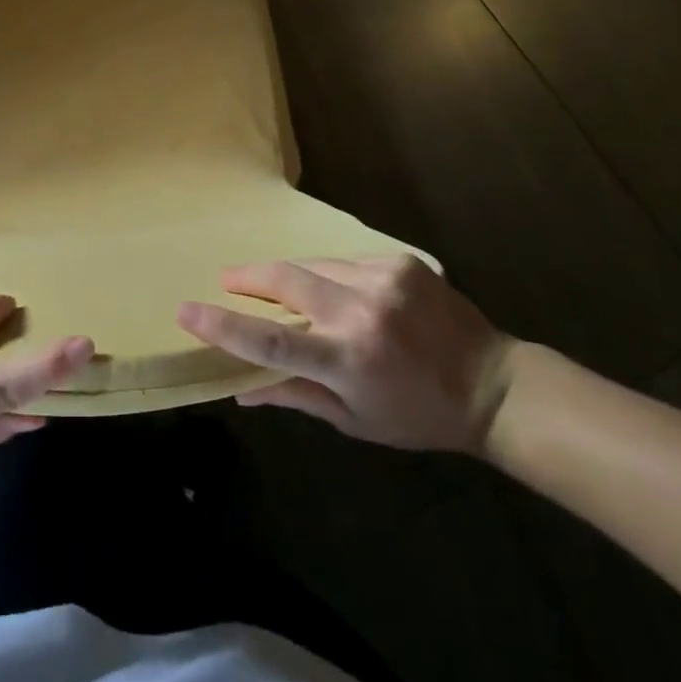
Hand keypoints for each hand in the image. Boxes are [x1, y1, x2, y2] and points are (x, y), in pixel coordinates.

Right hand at [178, 255, 513, 453]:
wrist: (493, 384)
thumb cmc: (417, 414)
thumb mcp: (354, 420)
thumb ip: (295, 395)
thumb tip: (241, 388)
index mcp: (348, 360)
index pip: (271, 339)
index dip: (223, 325)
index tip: (187, 310)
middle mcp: (362, 312)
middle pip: (285, 281)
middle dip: (248, 278)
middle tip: (228, 280)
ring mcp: (383, 279)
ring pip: (312, 265)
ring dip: (290, 277)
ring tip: (279, 289)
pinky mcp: (399, 261)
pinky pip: (345, 261)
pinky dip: (330, 274)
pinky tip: (337, 291)